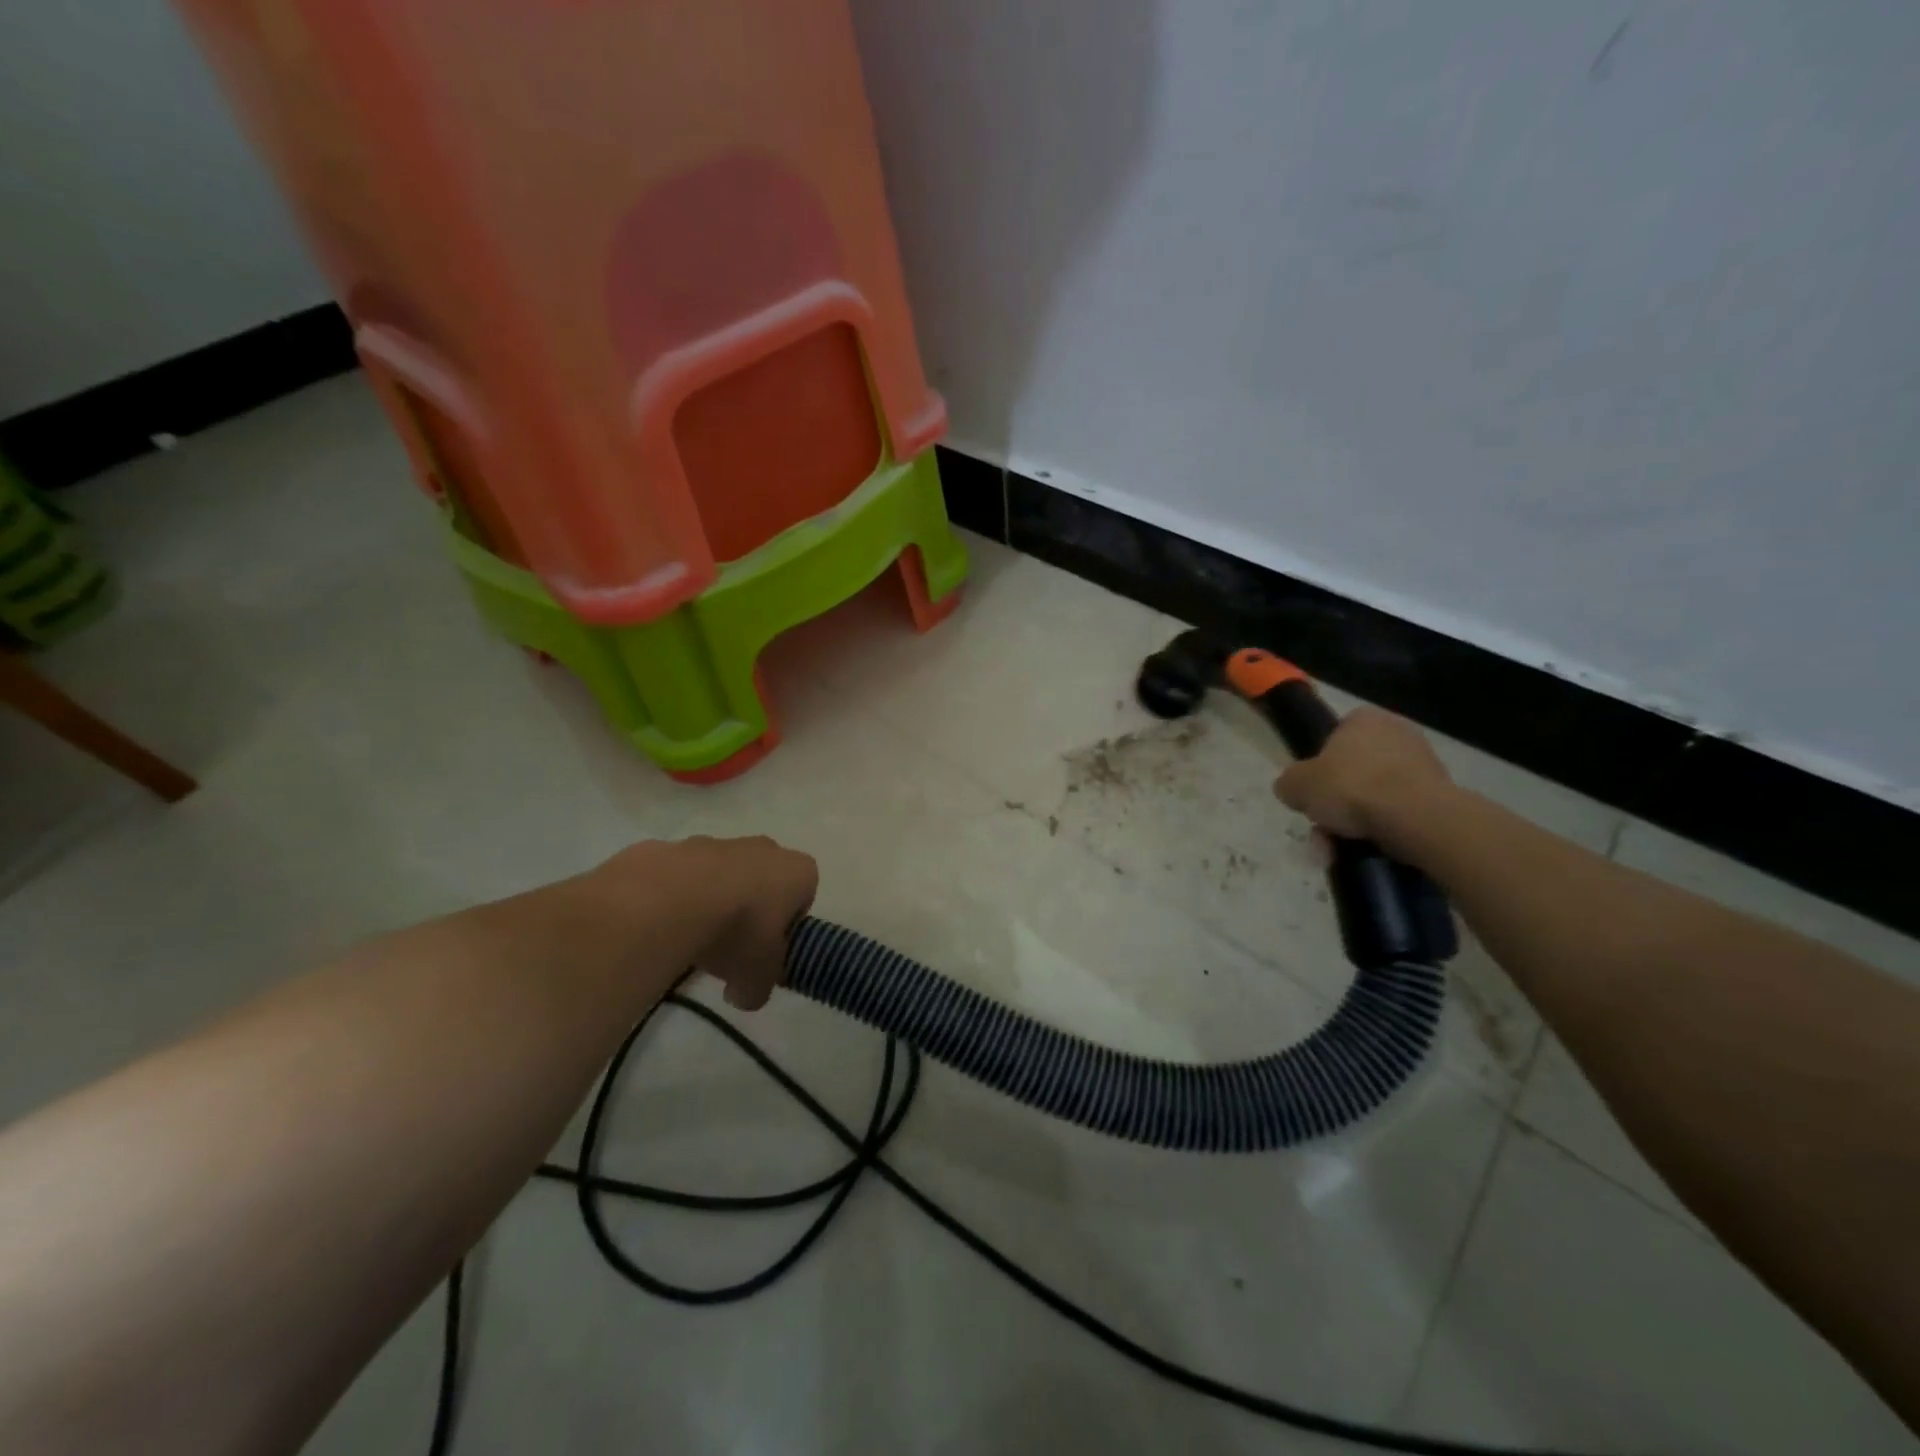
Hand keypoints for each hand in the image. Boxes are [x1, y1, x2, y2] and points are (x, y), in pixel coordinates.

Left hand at [586, 836, 817, 1010]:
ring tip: (691, 939)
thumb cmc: (737, 932)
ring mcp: (717, 842)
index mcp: (798, 872)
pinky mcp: (676, 846)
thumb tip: (744, 995)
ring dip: (712, 901)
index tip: (767, 950)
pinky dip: (675, 896)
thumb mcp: (756, 978)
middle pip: (763, 881)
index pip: (804, 896)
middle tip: (731, 946)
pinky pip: (682, 875)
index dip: (787, 926)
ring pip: (721, 875)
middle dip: (750, 910)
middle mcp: (763, 848)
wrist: (670, 900)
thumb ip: (757, 989)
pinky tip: (662, 924)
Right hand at [1273, 707, 1451, 841]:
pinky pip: (1401, 811)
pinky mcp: (1442, 793)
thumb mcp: (1296, 785)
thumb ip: (1289, 783)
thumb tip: (1292, 789)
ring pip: (1377, 794)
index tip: (1314, 793)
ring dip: (1358, 820)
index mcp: (1363, 718)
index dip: (1320, 767)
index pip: (1334, 738)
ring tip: (1341, 848)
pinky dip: (1385, 828)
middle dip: (1339, 801)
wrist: (1415, 817)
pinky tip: (1370, 849)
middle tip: (1324, 828)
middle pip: (1355, 770)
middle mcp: (1397, 732)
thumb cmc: (1351, 787)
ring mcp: (1425, 762)